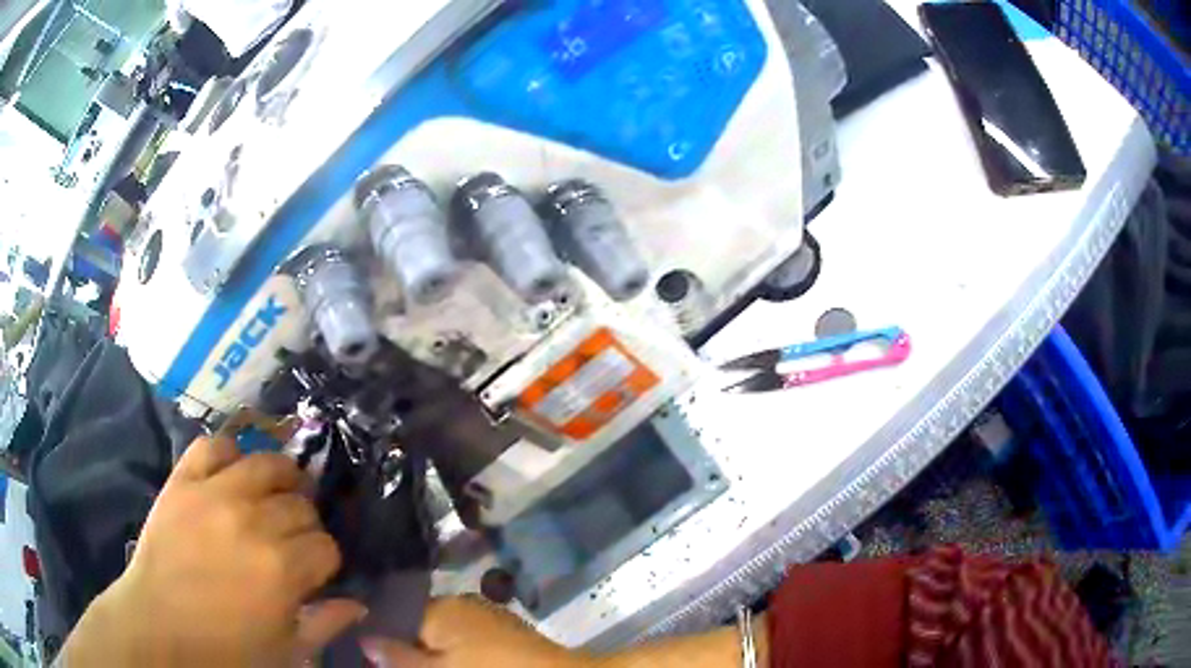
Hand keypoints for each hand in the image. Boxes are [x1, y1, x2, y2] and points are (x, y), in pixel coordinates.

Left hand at [62, 436, 364, 666]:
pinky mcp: (184, 480)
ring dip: (280, 478)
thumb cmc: (226, 648)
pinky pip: (214, 445)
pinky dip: (229, 452)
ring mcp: (215, 493)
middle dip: (304, 524)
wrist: (159, 626)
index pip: (327, 546)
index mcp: (284, 570)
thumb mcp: (286, 651)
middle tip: (289, 539)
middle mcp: (254, 522)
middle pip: (301, 505)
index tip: (312, 572)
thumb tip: (357, 604)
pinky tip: (234, 469)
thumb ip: (325, 625)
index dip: (324, 560)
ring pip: (267, 464)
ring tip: (274, 492)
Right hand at [361, 597, 587, 667]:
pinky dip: (457, 656)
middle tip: (393, 664)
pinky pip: (467, 642)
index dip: (381, 636)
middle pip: (418, 625)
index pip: (394, 613)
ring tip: (423, 664)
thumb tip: (364, 640)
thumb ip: (400, 657)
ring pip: (443, 636)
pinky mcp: (505, 635)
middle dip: (407, 647)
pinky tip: (456, 664)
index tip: (369, 654)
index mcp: (441, 608)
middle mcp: (462, 605)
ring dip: (432, 654)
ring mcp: (487, 619)